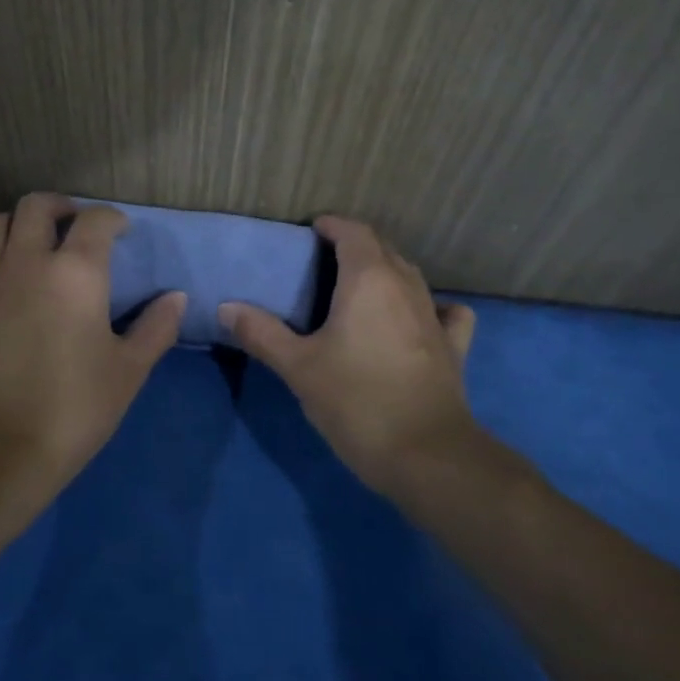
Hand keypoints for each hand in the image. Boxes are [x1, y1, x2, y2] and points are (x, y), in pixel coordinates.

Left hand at [0, 194, 185, 505]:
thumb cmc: (73, 407)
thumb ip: (156, 328)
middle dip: (62, 206)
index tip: (121, 230)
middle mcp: (27, 262)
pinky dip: (0, 257)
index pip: (95, 220)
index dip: (111, 218)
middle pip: (37, 206)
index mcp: (75, 272)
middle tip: (76, 225)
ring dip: (22, 224)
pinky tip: (12, 287)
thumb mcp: (128, 371)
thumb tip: (176, 298)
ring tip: (38, 246)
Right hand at [221, 216, 481, 495]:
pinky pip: (444, 311)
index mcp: (369, 280)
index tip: (311, 231)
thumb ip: (261, 332)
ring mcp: (435, 316)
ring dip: (385, 271)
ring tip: (357, 288)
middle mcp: (406, 286)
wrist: (425, 454)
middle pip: (382, 249)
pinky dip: (428, 305)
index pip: (354, 232)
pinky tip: (417, 318)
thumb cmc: (355, 400)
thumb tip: (226, 307)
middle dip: (355, 246)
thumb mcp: (298, 367)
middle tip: (323, 262)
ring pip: (410, 276)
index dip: (332, 226)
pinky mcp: (453, 346)